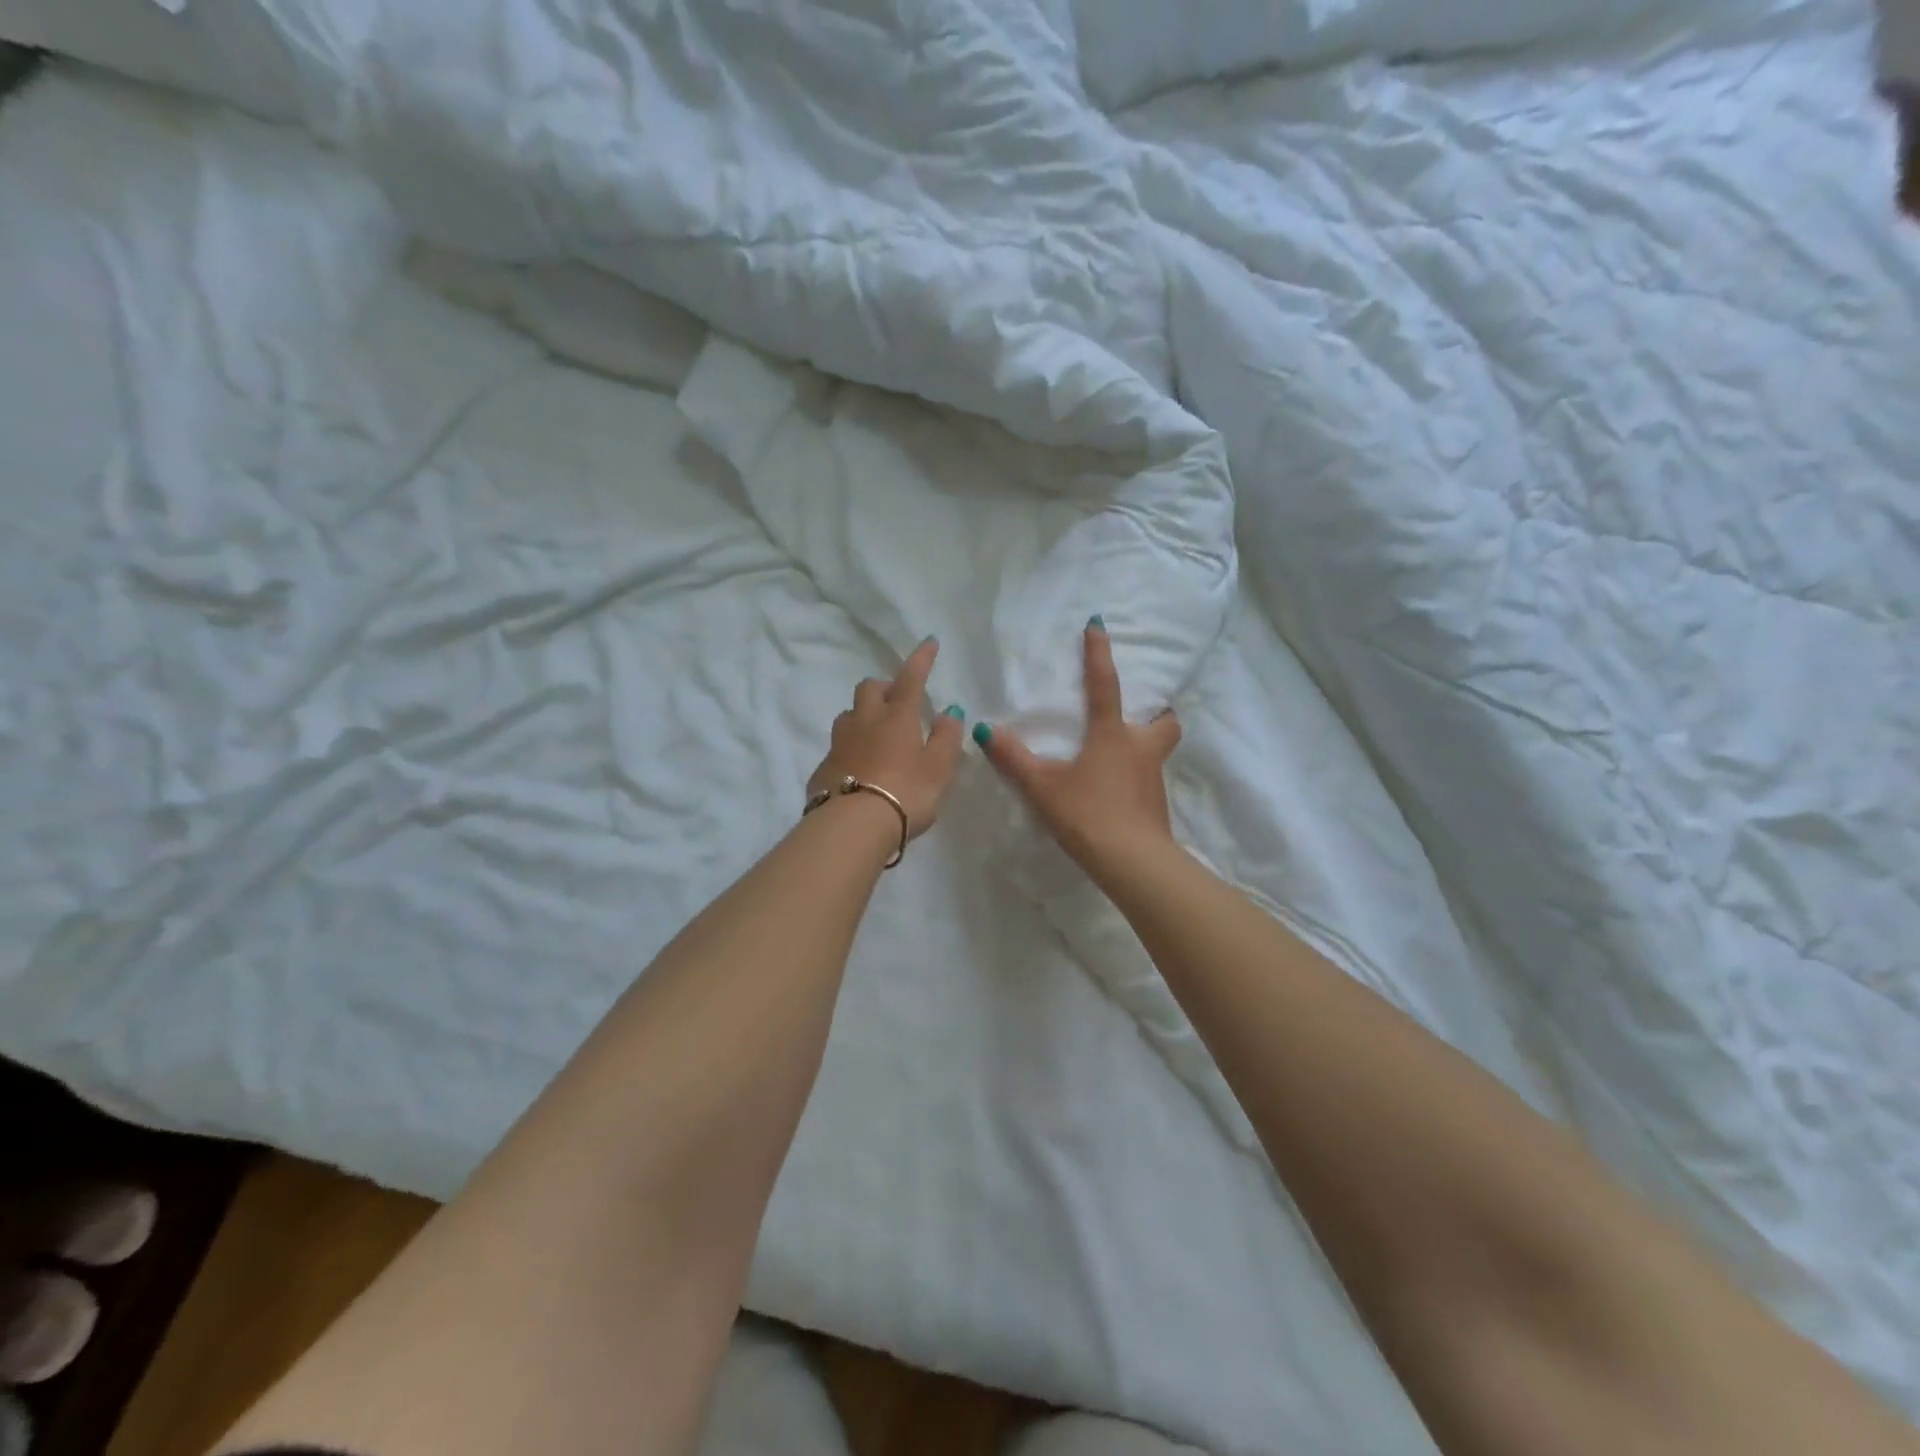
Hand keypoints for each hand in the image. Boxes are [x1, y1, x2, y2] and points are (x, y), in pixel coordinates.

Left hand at [807, 637, 967, 839]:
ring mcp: (839, 743)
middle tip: (898, 702)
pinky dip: (851, 748)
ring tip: (877, 734)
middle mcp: (865, 721)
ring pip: (848, 714)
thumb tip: (949, 711)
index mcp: (897, 717)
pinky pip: (838, 747)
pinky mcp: (823, 767)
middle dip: (883, 687)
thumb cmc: (905, 794)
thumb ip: (947, 738)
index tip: (929, 642)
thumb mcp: (939, 769)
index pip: (911, 678)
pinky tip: (860, 768)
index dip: (921, 659)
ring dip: (863, 715)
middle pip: (868, 688)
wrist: (852, 827)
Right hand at [975, 619, 1181, 869]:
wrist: (1132, 862)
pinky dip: (1137, 775)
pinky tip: (1118, 789)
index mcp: (1113, 735)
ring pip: (1159, 749)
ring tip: (1121, 752)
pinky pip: (1150, 778)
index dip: (1099, 653)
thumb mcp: (1042, 786)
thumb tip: (984, 730)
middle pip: (1165, 720)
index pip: (1106, 684)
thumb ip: (1013, 758)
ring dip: (1147, 743)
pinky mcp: (1157, 805)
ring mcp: (1154, 778)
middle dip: (1157, 711)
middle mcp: (1141, 749)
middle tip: (1138, 714)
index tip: (1098, 624)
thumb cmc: (1088, 813)